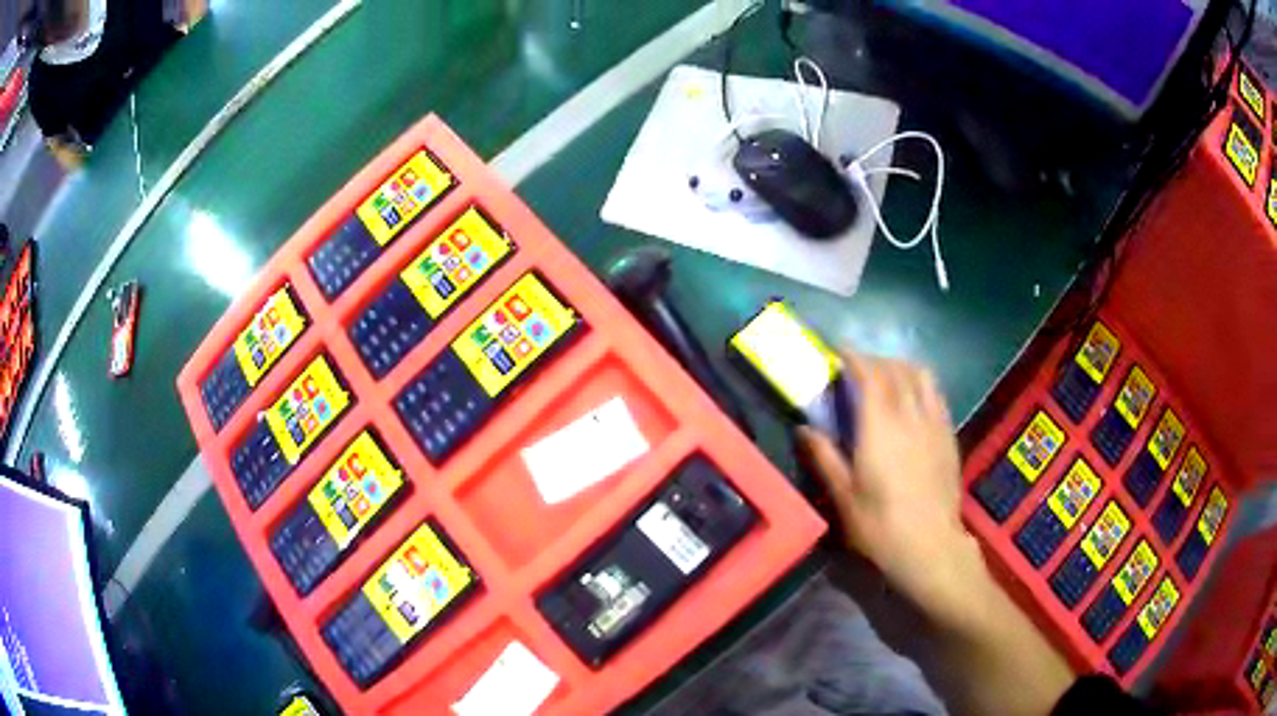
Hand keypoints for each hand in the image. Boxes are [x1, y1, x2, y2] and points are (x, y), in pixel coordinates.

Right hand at [798, 351, 982, 620]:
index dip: (854, 357)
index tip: (839, 351)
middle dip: (875, 361)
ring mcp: (934, 422)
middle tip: (857, 369)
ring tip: (888, 377)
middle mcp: (910, 414)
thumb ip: (825, 457)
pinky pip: (936, 394)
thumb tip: (804, 429)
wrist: (931, 546)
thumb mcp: (844, 497)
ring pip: (921, 375)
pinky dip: (921, 384)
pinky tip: (913, 401)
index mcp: (880, 426)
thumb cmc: (881, 526)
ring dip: (902, 367)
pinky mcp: (949, 435)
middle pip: (895, 369)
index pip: (869, 375)